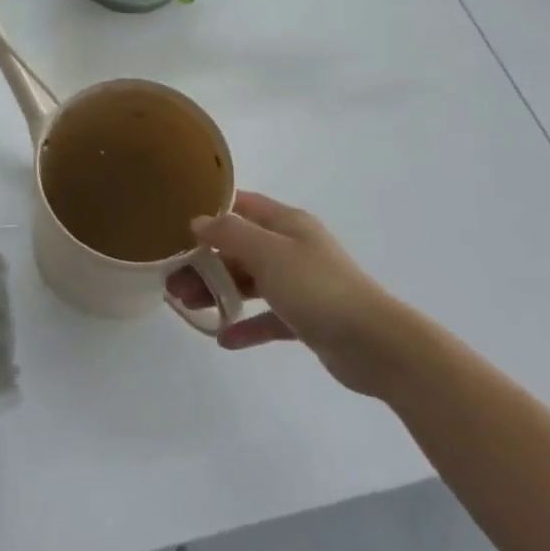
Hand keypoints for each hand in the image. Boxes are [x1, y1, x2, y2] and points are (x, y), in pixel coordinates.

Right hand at [168, 191, 418, 396]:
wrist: (376, 345)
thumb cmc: (318, 288)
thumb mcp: (268, 254)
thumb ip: (230, 234)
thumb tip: (198, 221)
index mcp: (287, 224)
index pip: (242, 205)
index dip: (211, 210)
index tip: (177, 223)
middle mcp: (292, 248)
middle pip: (239, 247)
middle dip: (205, 260)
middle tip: (172, 277)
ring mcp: (300, 284)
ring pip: (249, 282)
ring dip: (218, 291)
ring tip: (186, 305)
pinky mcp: (305, 319)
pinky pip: (267, 318)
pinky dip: (245, 325)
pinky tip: (223, 338)